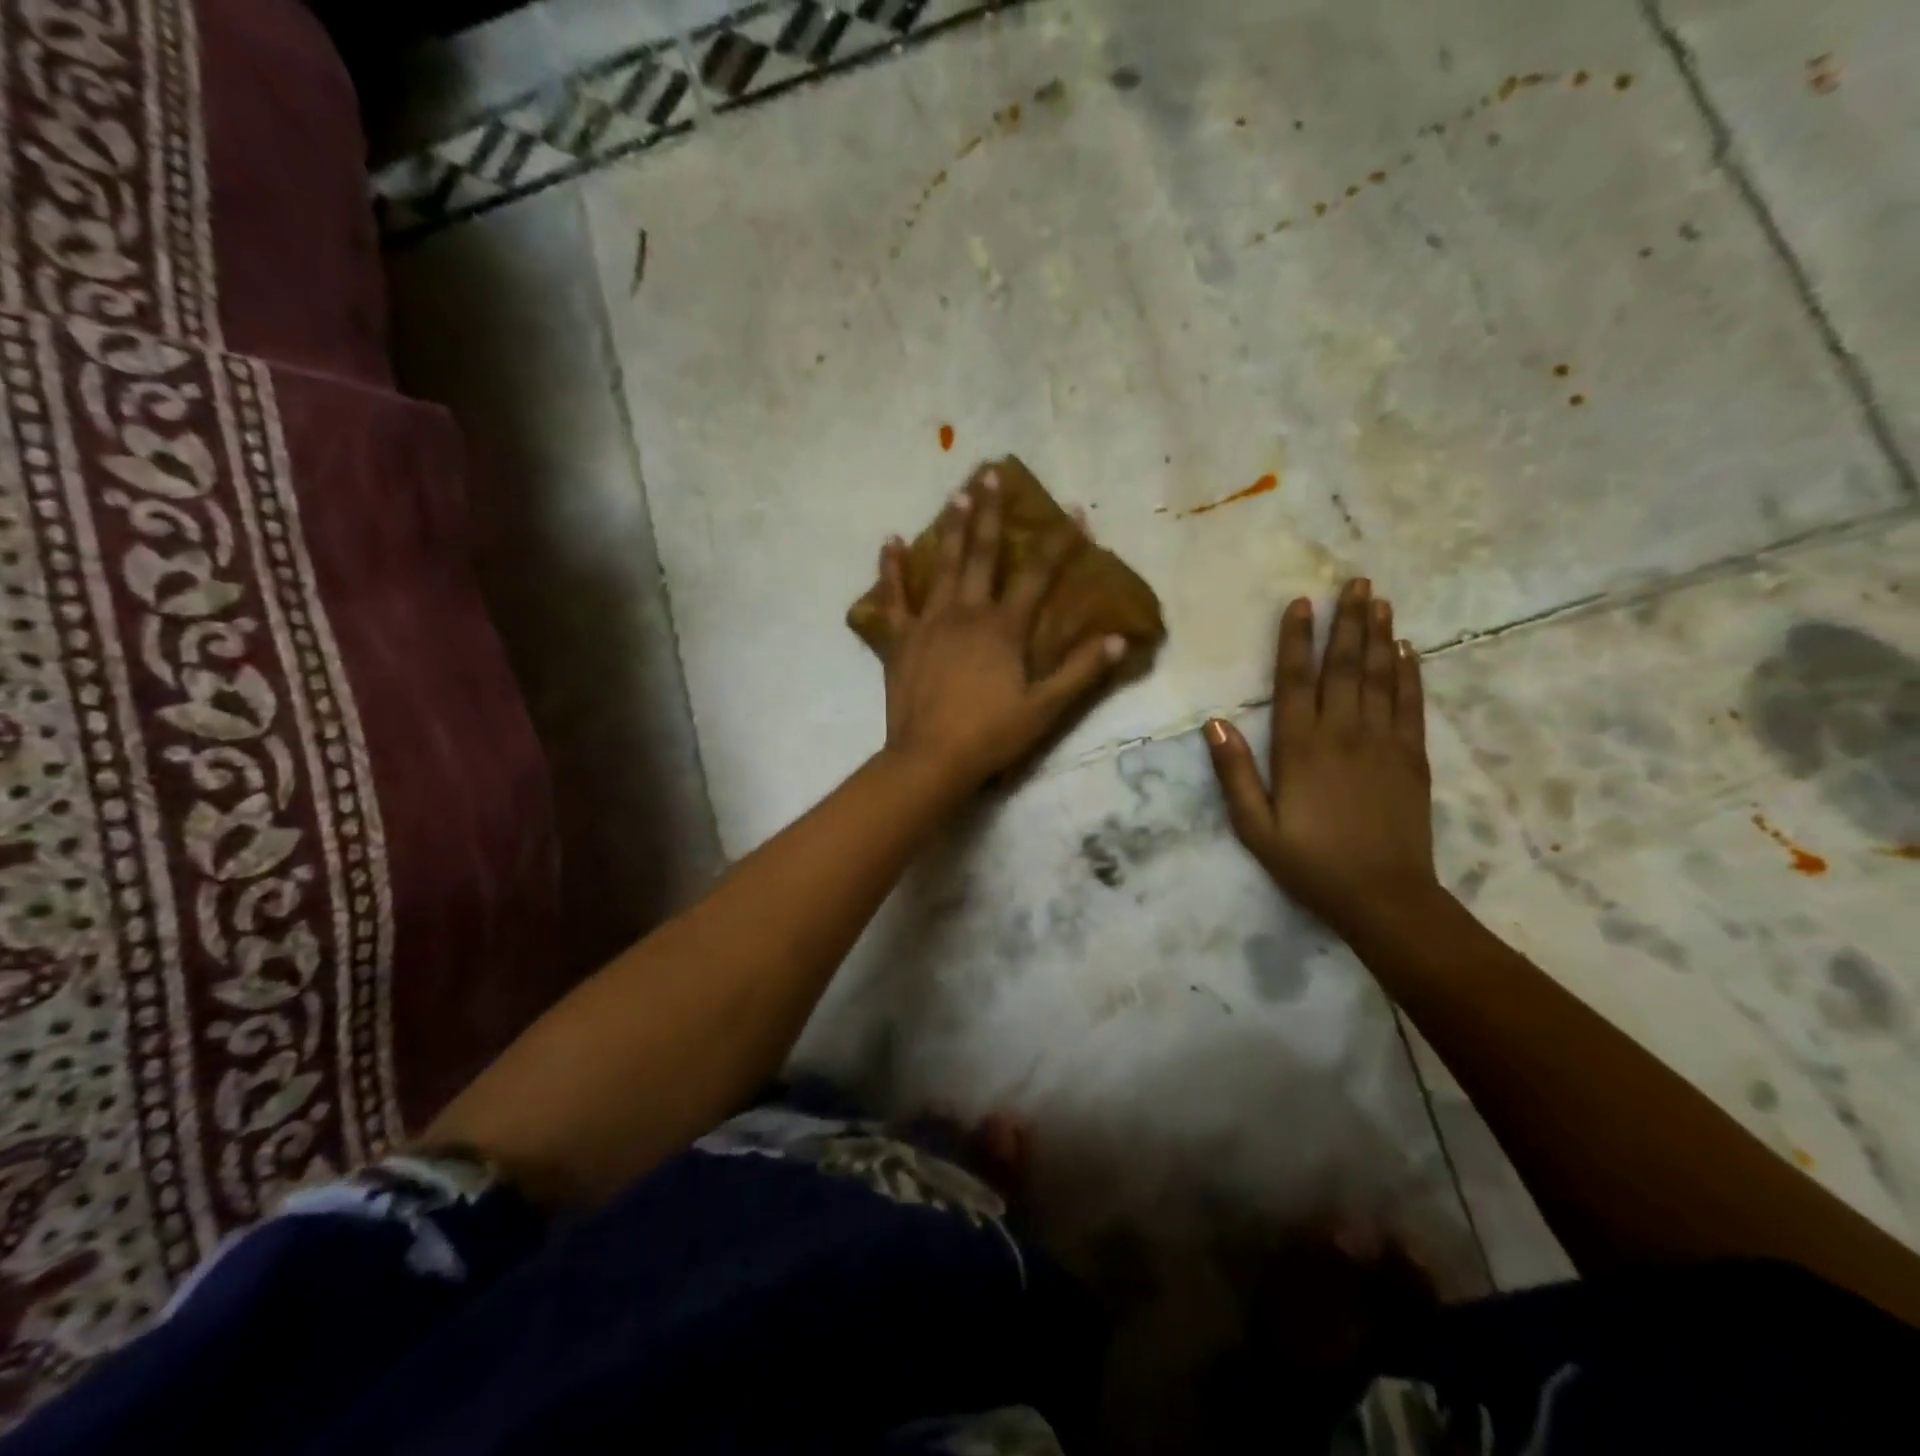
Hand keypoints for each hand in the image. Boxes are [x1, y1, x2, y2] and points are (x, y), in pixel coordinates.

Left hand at [874, 468, 1124, 792]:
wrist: (929, 759)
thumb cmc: (990, 735)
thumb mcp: (1045, 708)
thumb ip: (1082, 672)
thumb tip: (1121, 639)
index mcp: (1004, 628)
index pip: (1038, 575)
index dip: (1060, 542)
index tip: (1075, 511)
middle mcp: (967, 613)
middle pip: (983, 555)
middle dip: (991, 513)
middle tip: (991, 473)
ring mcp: (930, 623)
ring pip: (942, 565)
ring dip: (952, 528)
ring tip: (958, 494)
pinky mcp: (901, 639)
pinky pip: (894, 597)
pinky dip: (891, 569)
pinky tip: (890, 541)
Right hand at [1204, 579, 1438, 938]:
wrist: (1384, 897)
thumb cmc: (1310, 864)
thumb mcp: (1254, 828)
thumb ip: (1234, 774)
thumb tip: (1215, 723)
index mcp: (1300, 748)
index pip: (1296, 680)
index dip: (1297, 640)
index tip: (1302, 604)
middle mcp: (1343, 733)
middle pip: (1344, 666)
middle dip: (1348, 622)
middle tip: (1356, 582)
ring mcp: (1383, 742)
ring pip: (1381, 676)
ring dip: (1380, 636)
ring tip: (1380, 601)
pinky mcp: (1412, 757)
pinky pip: (1411, 704)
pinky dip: (1410, 673)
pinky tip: (1408, 650)